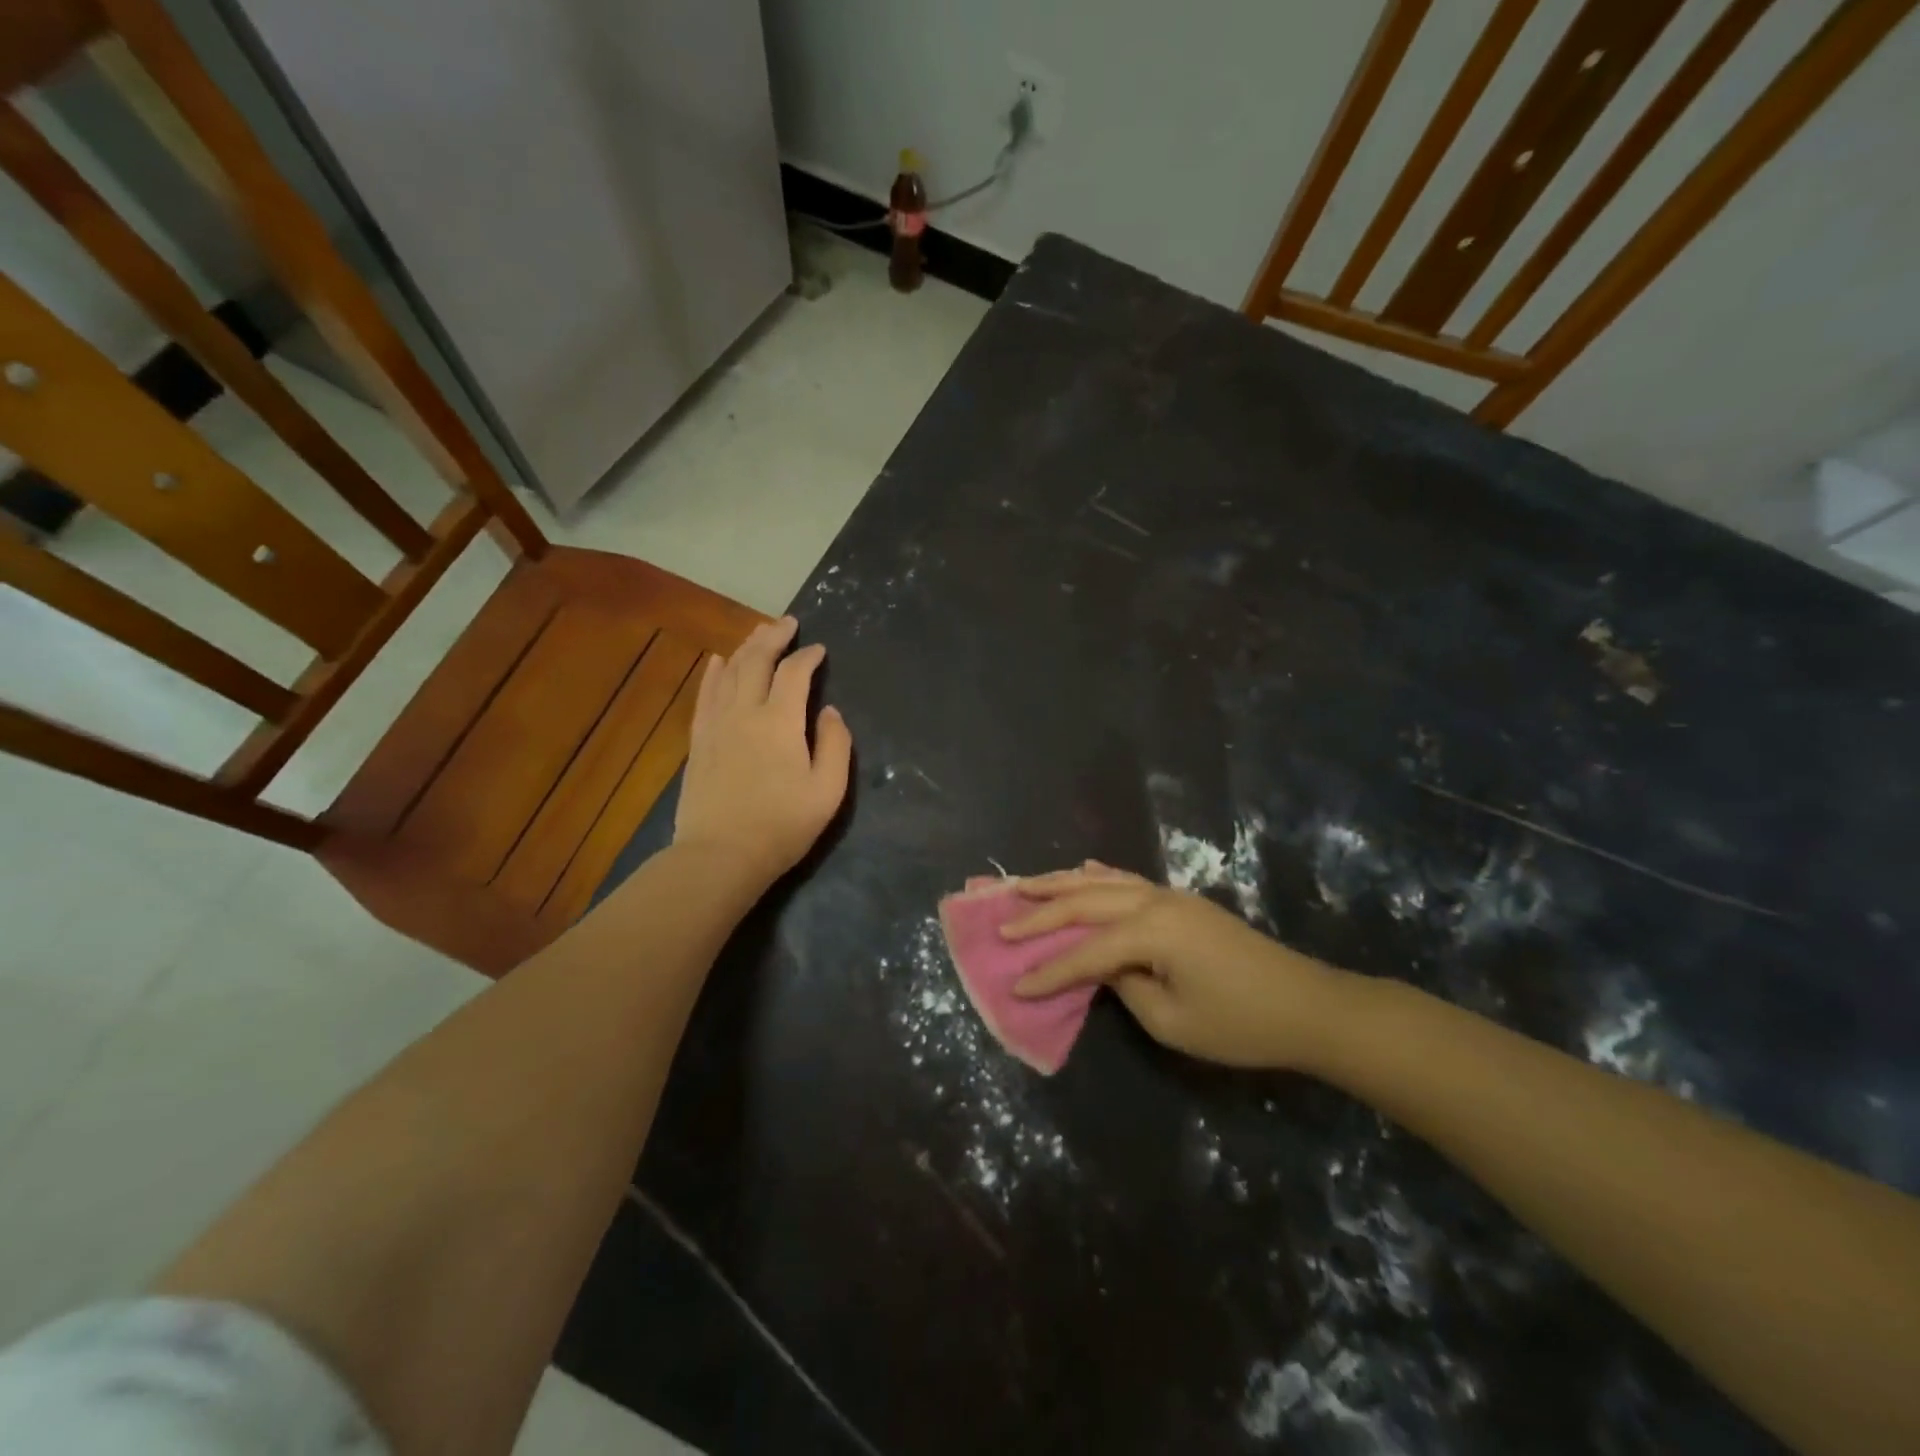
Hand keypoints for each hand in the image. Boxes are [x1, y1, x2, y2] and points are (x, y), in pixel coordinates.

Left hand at [674, 616, 852, 891]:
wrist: (720, 855)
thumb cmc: (782, 826)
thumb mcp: (827, 791)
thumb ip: (835, 745)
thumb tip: (829, 712)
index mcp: (779, 722)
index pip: (794, 673)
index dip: (808, 657)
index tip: (820, 650)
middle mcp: (745, 712)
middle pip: (756, 660)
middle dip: (773, 637)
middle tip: (788, 622)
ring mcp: (716, 724)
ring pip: (729, 671)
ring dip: (745, 647)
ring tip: (759, 633)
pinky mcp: (699, 740)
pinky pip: (705, 694)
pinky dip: (713, 672)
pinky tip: (717, 660)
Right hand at [1003, 864, 1347, 1068]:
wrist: (1306, 1005)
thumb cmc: (1240, 1023)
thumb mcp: (1172, 1021)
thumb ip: (1125, 987)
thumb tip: (1102, 968)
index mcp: (1150, 931)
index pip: (1086, 951)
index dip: (1049, 970)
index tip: (1015, 984)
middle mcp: (1154, 901)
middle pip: (1085, 901)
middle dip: (1041, 912)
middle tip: (1001, 920)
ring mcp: (1169, 896)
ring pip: (1102, 882)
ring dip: (1060, 884)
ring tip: (1024, 884)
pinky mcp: (1180, 901)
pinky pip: (1127, 880)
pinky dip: (1098, 875)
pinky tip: (1081, 871)